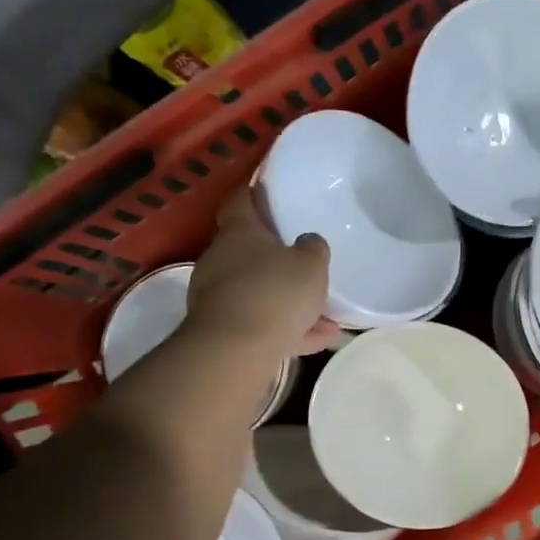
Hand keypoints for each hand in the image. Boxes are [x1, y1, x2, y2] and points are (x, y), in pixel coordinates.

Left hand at [186, 189, 336, 357]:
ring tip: (323, 314)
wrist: (235, 350)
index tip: (265, 190)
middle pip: (247, 249)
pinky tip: (316, 339)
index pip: (240, 201)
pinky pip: (259, 322)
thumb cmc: (275, 292)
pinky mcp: (220, 329)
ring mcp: (216, 296)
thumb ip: (313, 249)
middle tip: (302, 260)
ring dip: (285, 299)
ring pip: (257, 291)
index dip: (252, 193)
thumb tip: (308, 242)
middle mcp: (221, 259)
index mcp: (239, 232)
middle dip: (274, 256)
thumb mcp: (311, 265)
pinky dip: (285, 328)